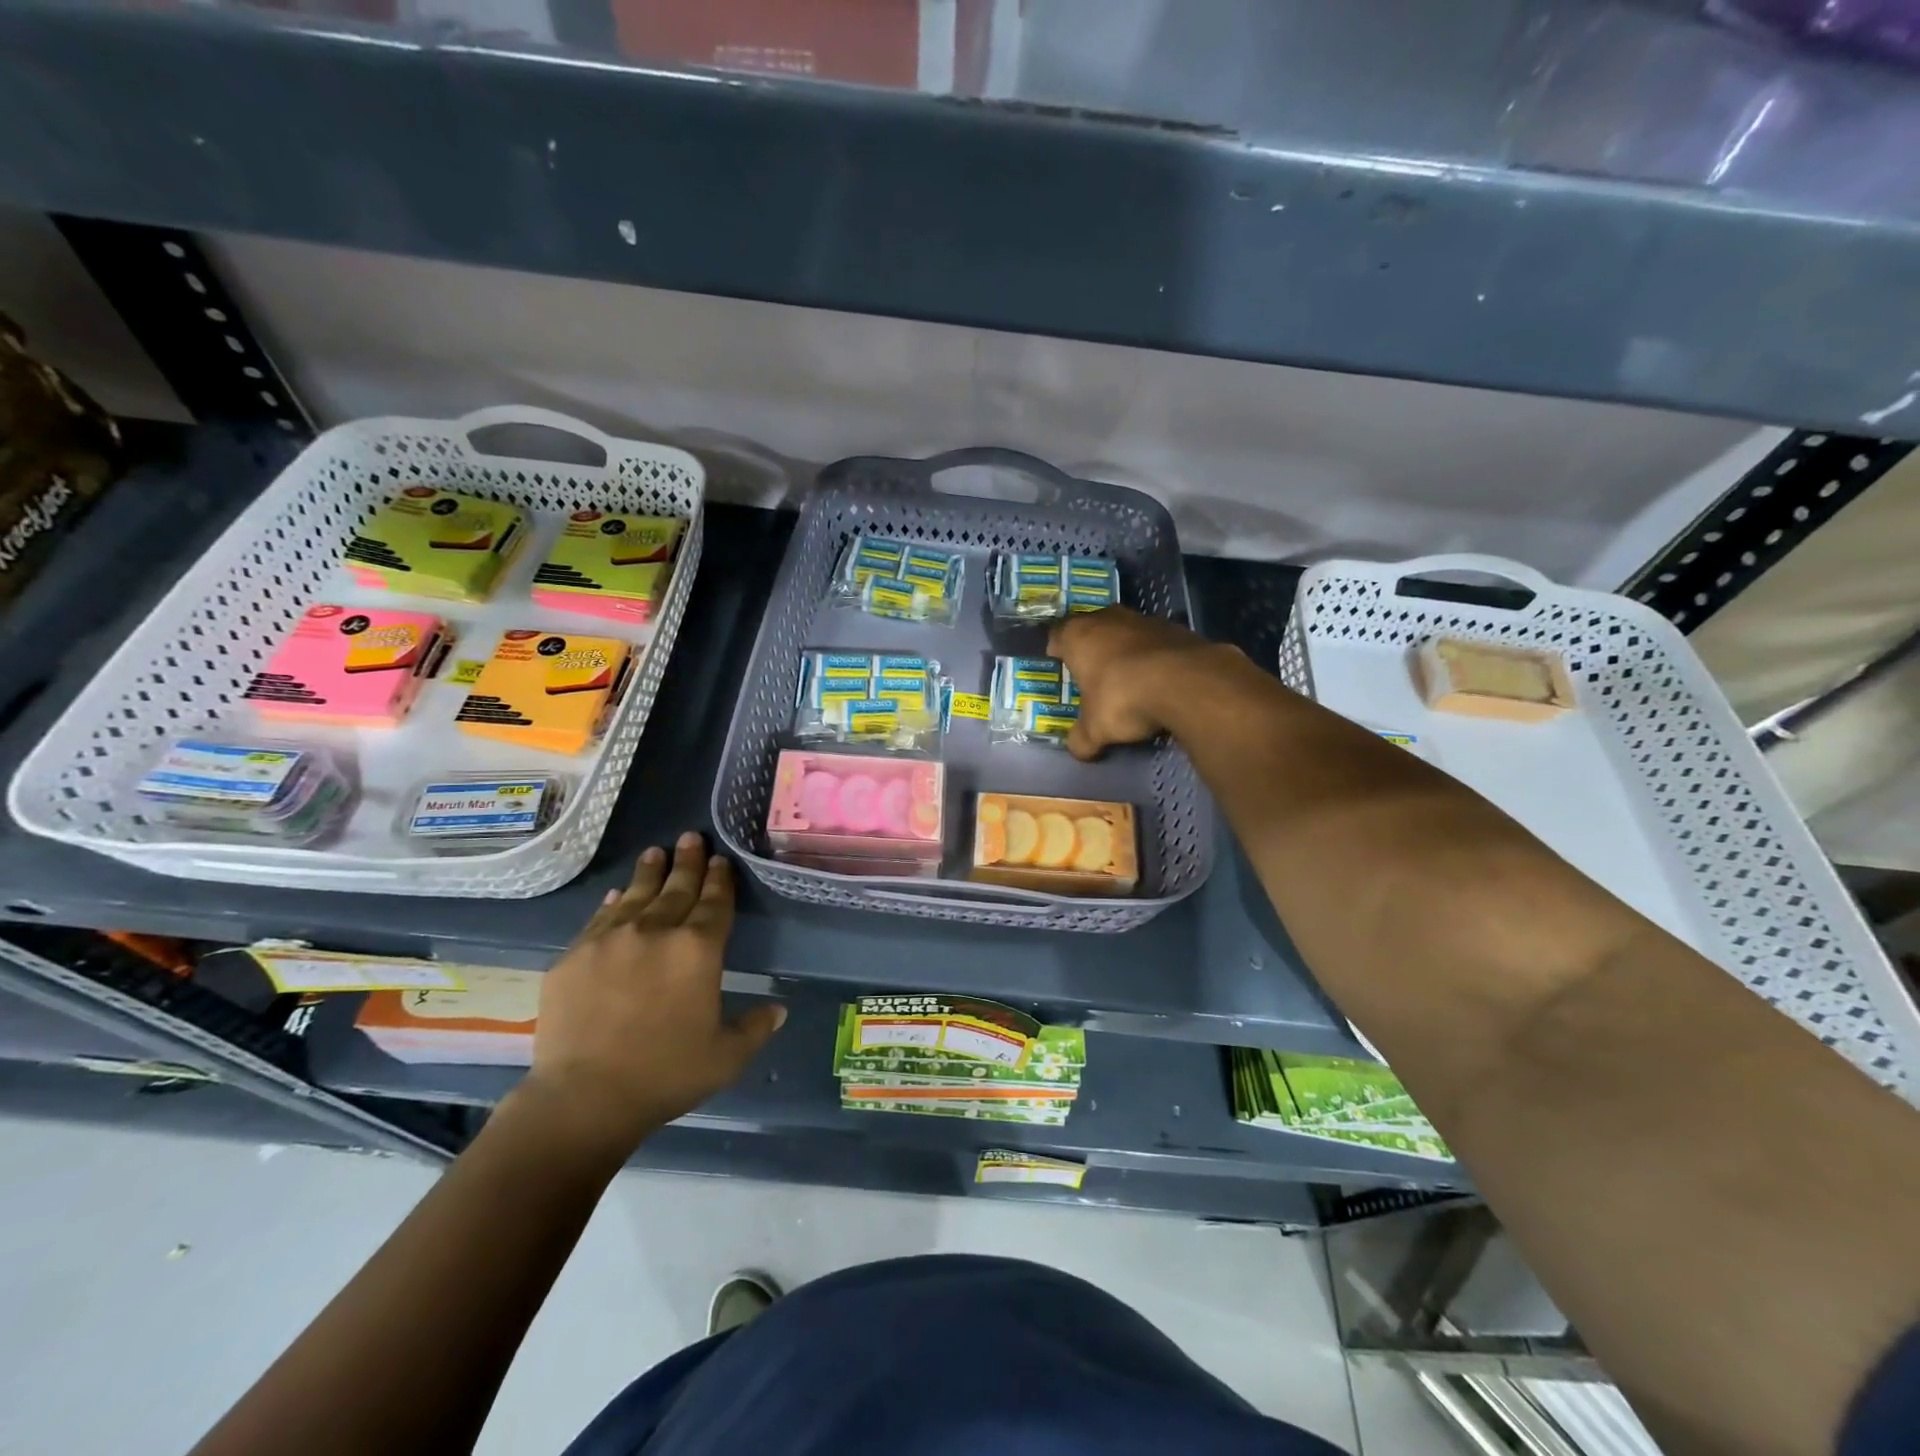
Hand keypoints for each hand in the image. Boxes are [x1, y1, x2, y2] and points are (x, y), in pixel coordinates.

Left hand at [518, 832, 785, 1160]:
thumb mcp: (726, 1057)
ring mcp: (610, 940)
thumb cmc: (666, 1075)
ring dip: (650, 872)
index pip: (715, 903)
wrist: (584, 1098)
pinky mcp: (573, 957)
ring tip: (656, 851)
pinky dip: (613, 903)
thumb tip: (778, 1010)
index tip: (721, 860)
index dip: (720, 880)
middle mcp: (657, 932)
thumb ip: (755, 1028)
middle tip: (691, 837)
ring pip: (637, 895)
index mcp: (699, 950)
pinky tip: (618, 895)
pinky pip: (599, 919)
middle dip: (688, 862)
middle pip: (677, 888)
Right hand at [1048, 607, 1221, 759]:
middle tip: (1092, 672)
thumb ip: (1082, 739)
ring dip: (1126, 651)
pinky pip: (1158, 643)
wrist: (1187, 683)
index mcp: (1079, 635)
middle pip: (1094, 628)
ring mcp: (1146, 620)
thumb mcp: (1095, 730)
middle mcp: (1109, 619)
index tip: (1059, 663)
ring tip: (1129, 678)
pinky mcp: (1178, 629)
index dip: (1057, 649)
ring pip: (1128, 632)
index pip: (1058, 634)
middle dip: (1093, 647)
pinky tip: (1160, 681)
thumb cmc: (1122, 698)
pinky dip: (1156, 658)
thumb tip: (1078, 751)